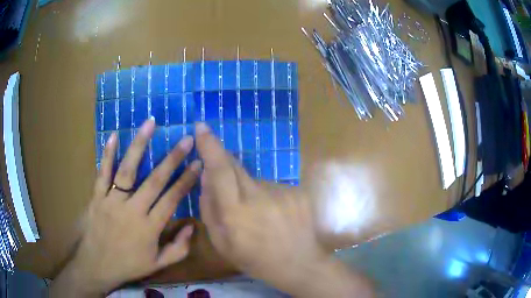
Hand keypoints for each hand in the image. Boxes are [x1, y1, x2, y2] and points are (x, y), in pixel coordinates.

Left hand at [50, 119, 201, 296]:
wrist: (97, 266)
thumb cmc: (129, 265)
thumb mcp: (158, 265)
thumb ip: (178, 249)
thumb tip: (192, 227)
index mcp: (149, 228)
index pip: (172, 199)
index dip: (186, 180)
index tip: (198, 163)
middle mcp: (132, 211)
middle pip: (154, 181)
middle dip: (172, 159)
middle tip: (186, 139)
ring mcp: (112, 201)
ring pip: (128, 170)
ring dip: (139, 146)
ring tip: (150, 124)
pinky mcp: (97, 197)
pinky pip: (102, 173)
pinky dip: (107, 155)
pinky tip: (113, 136)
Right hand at [195, 123, 374, 297]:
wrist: (299, 263)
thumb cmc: (255, 260)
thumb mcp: (222, 243)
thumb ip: (209, 208)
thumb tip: (206, 177)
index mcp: (236, 213)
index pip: (220, 170)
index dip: (210, 146)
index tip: (202, 127)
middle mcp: (259, 196)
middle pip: (235, 166)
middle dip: (224, 166)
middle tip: (227, 189)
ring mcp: (281, 192)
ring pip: (254, 180)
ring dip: (248, 191)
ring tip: (258, 217)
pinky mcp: (296, 191)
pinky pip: (272, 187)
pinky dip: (266, 197)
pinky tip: (274, 216)